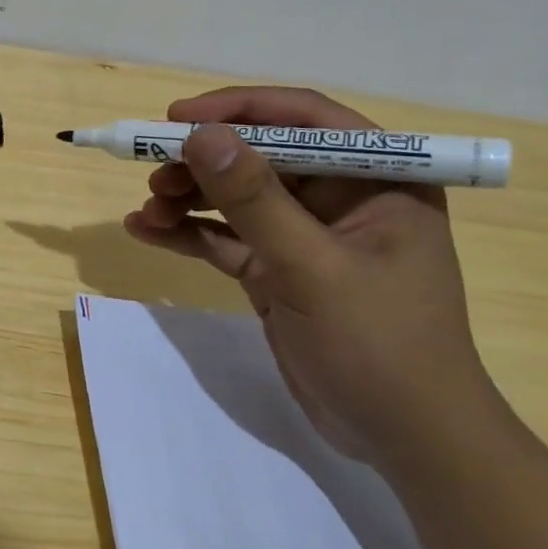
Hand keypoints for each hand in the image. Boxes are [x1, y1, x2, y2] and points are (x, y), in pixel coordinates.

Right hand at [122, 86, 500, 468]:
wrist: (402, 439)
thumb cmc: (379, 344)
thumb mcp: (313, 267)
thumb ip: (256, 200)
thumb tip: (202, 136)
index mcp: (378, 178)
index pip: (304, 119)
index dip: (239, 109)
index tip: (178, 118)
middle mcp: (341, 197)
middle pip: (260, 156)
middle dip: (203, 162)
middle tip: (152, 171)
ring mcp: (306, 237)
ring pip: (237, 198)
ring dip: (188, 198)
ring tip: (146, 210)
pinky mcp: (278, 272)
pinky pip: (226, 239)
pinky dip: (188, 234)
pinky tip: (145, 231)